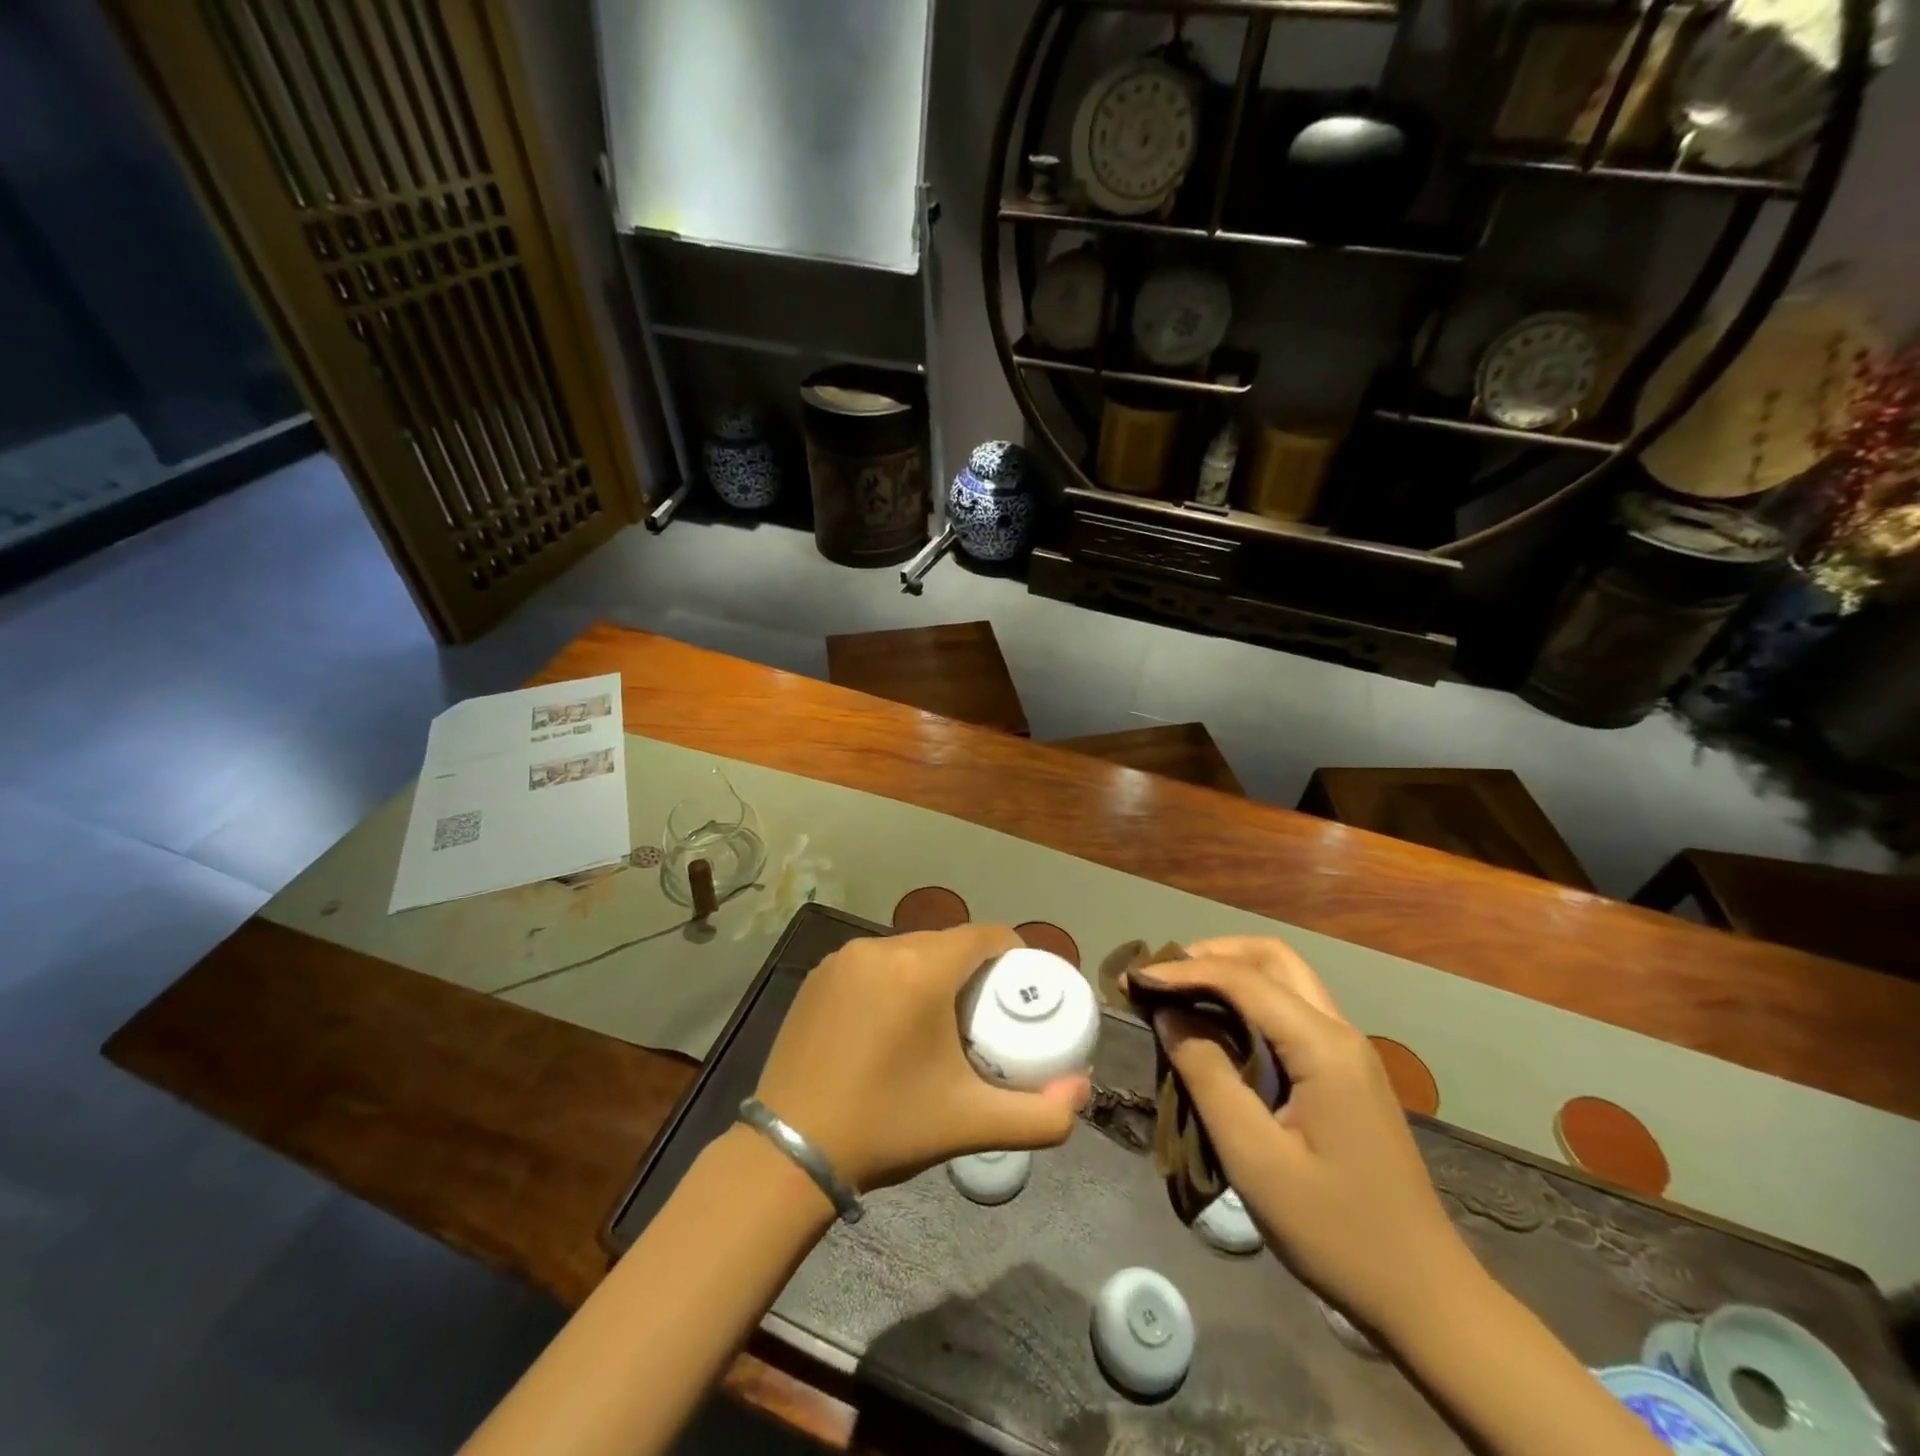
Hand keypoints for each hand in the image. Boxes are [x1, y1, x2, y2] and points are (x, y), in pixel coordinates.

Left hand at [754, 925, 1089, 1193]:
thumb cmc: (887, 1127)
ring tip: (938, 1020)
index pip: (985, 936)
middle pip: (946, 942)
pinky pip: (873, 962)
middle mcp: (881, 948)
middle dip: (972, 969)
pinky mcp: (818, 975)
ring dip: (931, 972)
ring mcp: (843, 958)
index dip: (1012, 955)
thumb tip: (1081, 1092)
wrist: (790, 1150)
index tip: (1019, 990)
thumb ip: (1040, 1116)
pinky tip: (889, 1022)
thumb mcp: (971, 1124)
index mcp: (921, 970)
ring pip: (908, 950)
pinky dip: (893, 978)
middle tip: (982, 1015)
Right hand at [1133, 936, 1469, 1334]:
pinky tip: (1217, 1027)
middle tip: (1162, 977)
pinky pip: (1290, 1010)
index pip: (1243, 979)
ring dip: (1230, 973)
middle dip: (1212, 954)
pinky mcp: (1345, 1072)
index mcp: (1323, 1047)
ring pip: (1285, 978)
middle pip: (1272, 958)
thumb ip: (1207, 1075)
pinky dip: (1248, 1000)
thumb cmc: (1335, 1231)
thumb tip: (1167, 1015)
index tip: (1133, 979)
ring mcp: (1348, 1051)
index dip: (1182, 970)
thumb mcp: (1255, 1158)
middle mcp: (1340, 1032)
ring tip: (1179, 994)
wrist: (1424, 1296)